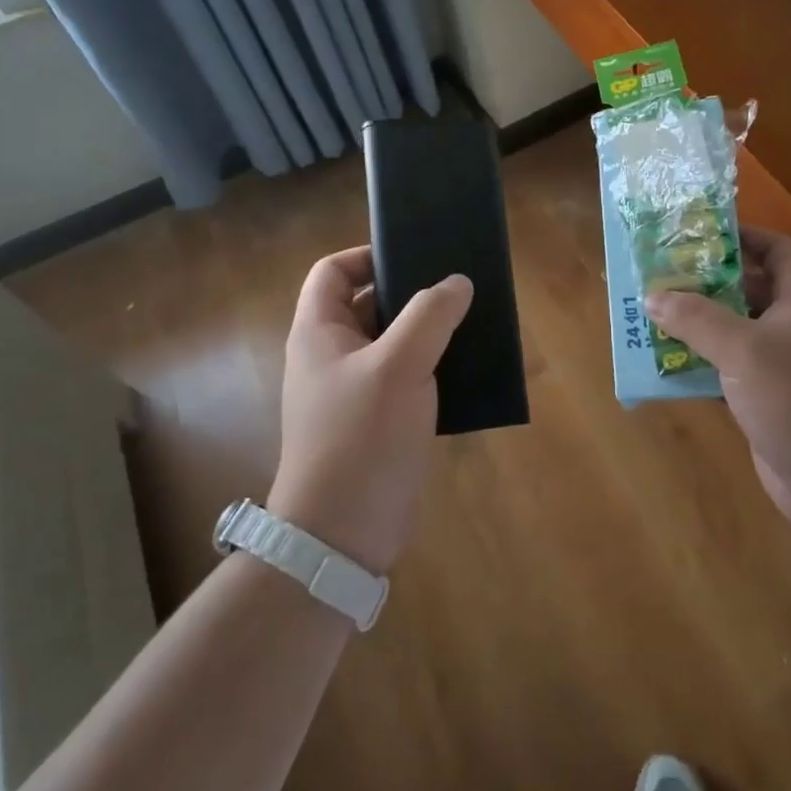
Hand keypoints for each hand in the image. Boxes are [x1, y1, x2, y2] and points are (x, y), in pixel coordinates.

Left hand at [268, 246, 472, 574]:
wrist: (342, 534)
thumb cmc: (361, 437)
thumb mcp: (399, 366)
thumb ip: (430, 316)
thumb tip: (457, 282)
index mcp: (319, 332)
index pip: (333, 271)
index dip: (367, 255)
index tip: (414, 255)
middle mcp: (331, 355)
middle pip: (367, 303)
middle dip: (410, 293)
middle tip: (456, 286)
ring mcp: (352, 390)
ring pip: (392, 342)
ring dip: (427, 331)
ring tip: (470, 321)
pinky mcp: (375, 421)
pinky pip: (404, 377)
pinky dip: (431, 366)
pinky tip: (466, 367)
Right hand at [646, 227, 790, 530]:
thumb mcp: (745, 350)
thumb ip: (697, 319)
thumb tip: (653, 295)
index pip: (775, 249)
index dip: (742, 235)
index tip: (698, 233)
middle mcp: (789, 326)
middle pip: (745, 287)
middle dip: (704, 279)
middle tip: (659, 272)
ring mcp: (777, 364)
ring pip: (730, 329)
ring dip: (694, 322)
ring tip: (650, 311)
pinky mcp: (761, 397)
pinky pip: (723, 367)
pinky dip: (695, 361)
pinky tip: (661, 361)